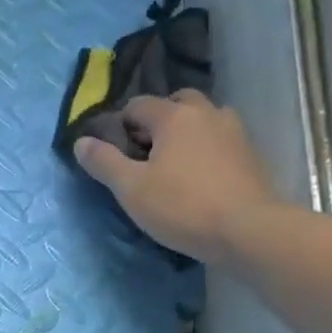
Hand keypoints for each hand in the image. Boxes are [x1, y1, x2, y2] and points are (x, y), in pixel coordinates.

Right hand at [74, 90, 281, 263]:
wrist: (247, 230)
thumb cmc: (182, 207)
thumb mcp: (131, 189)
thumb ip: (104, 163)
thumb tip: (81, 141)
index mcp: (174, 115)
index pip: (138, 105)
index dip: (120, 124)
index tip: (112, 149)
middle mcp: (206, 113)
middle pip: (176, 102)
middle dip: (157, 120)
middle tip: (144, 152)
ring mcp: (234, 131)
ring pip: (203, 119)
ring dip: (186, 132)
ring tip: (173, 164)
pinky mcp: (250, 155)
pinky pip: (220, 141)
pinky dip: (205, 149)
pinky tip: (199, 177)